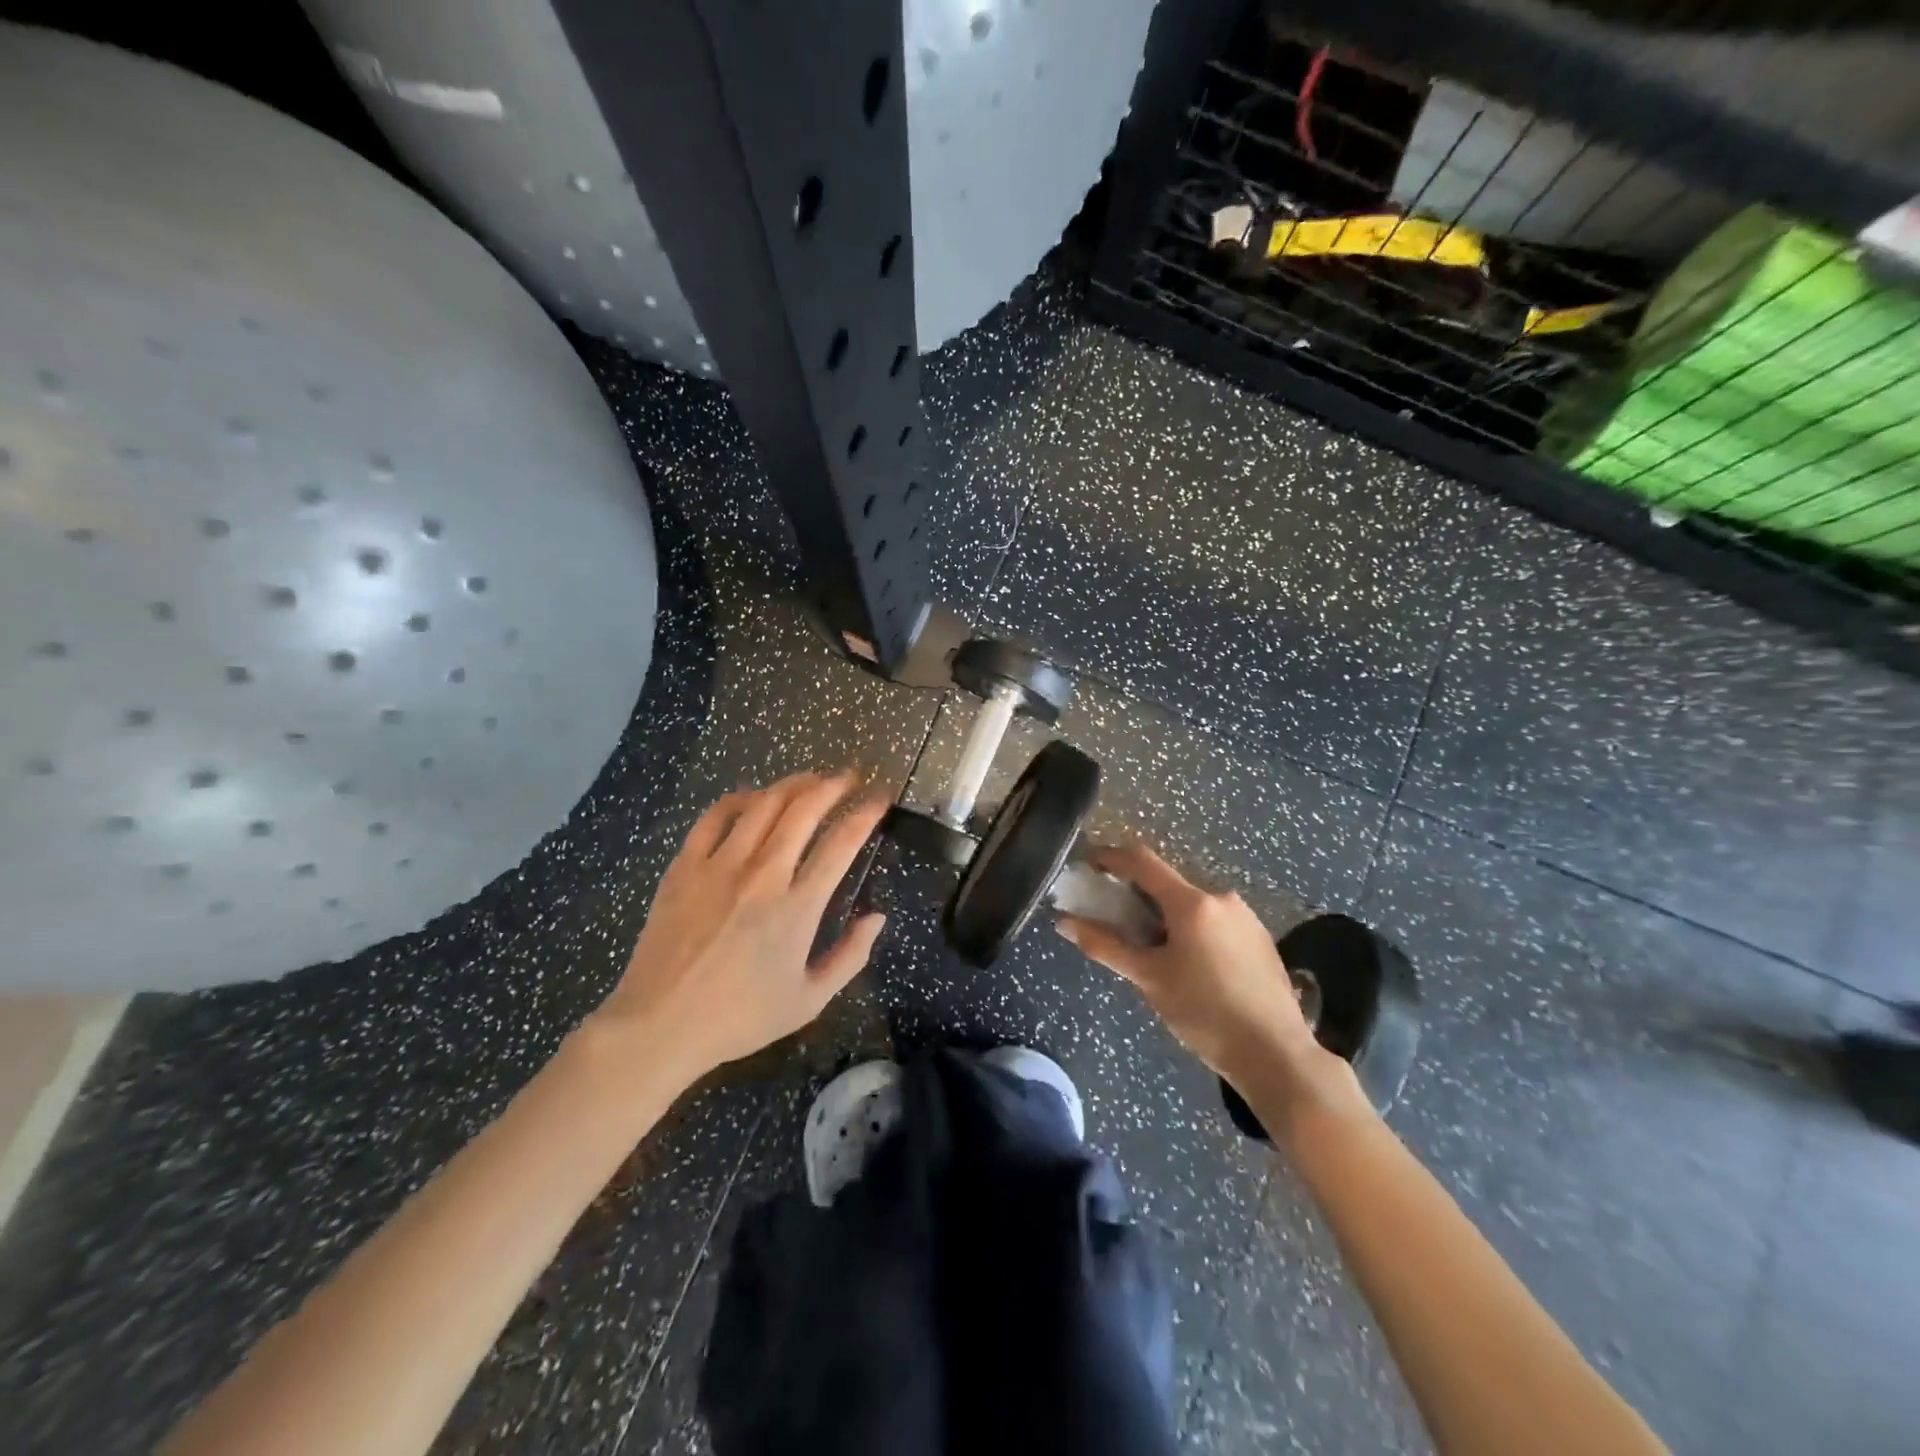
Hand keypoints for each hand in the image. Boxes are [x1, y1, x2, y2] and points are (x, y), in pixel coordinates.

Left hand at [593, 771, 888, 1083]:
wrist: (659, 1025)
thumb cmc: (740, 1017)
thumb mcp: (809, 1000)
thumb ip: (850, 956)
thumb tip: (877, 916)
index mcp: (797, 907)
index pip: (841, 843)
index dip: (865, 814)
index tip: (879, 799)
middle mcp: (763, 875)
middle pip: (803, 810)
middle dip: (832, 785)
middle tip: (848, 776)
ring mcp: (720, 866)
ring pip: (763, 804)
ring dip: (792, 784)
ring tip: (809, 779)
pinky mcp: (685, 866)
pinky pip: (715, 817)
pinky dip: (739, 799)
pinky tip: (752, 797)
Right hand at [1057, 844, 1362, 1121]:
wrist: (1276, 1055)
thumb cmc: (1205, 1014)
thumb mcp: (1150, 980)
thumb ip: (1105, 946)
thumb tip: (1064, 923)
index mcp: (1192, 903)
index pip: (1142, 861)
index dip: (1111, 857)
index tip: (1089, 865)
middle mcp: (1220, 897)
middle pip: (1168, 883)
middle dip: (1138, 894)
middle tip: (1117, 921)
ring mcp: (1245, 916)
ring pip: (1192, 903)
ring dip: (1166, 914)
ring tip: (1153, 950)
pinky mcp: (1260, 936)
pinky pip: (1215, 919)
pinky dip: (1192, 928)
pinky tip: (1190, 964)